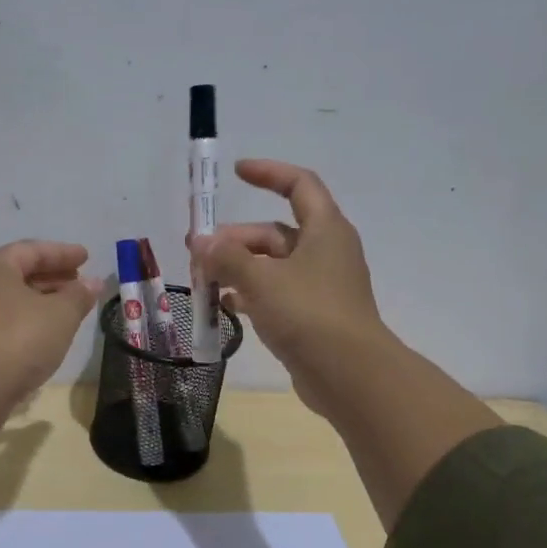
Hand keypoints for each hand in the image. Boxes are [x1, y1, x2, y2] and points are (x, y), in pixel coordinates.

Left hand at [0, 240, 101, 396]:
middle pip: (14, 274)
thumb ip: (78, 296)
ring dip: (34, 303)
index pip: (30, 251)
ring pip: (3, 301)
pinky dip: (18, 323)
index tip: (86, 258)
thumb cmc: (18, 339)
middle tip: (77, 285)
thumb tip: (92, 284)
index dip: (62, 253)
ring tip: (62, 313)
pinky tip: (37, 337)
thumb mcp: (60, 315)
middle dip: (49, 278)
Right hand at [189, 160, 391, 416]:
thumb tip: (200, 242)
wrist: (349, 374)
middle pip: (274, 232)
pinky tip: (223, 305)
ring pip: (271, 266)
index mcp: (324, 229)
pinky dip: (249, 294)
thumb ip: (227, 257)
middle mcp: (325, 251)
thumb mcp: (261, 279)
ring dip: (237, 269)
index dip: (268, 173)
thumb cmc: (308, 313)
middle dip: (234, 239)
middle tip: (197, 251)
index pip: (298, 185)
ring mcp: (319, 286)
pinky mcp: (311, 315)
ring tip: (202, 280)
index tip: (235, 173)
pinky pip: (274, 294)